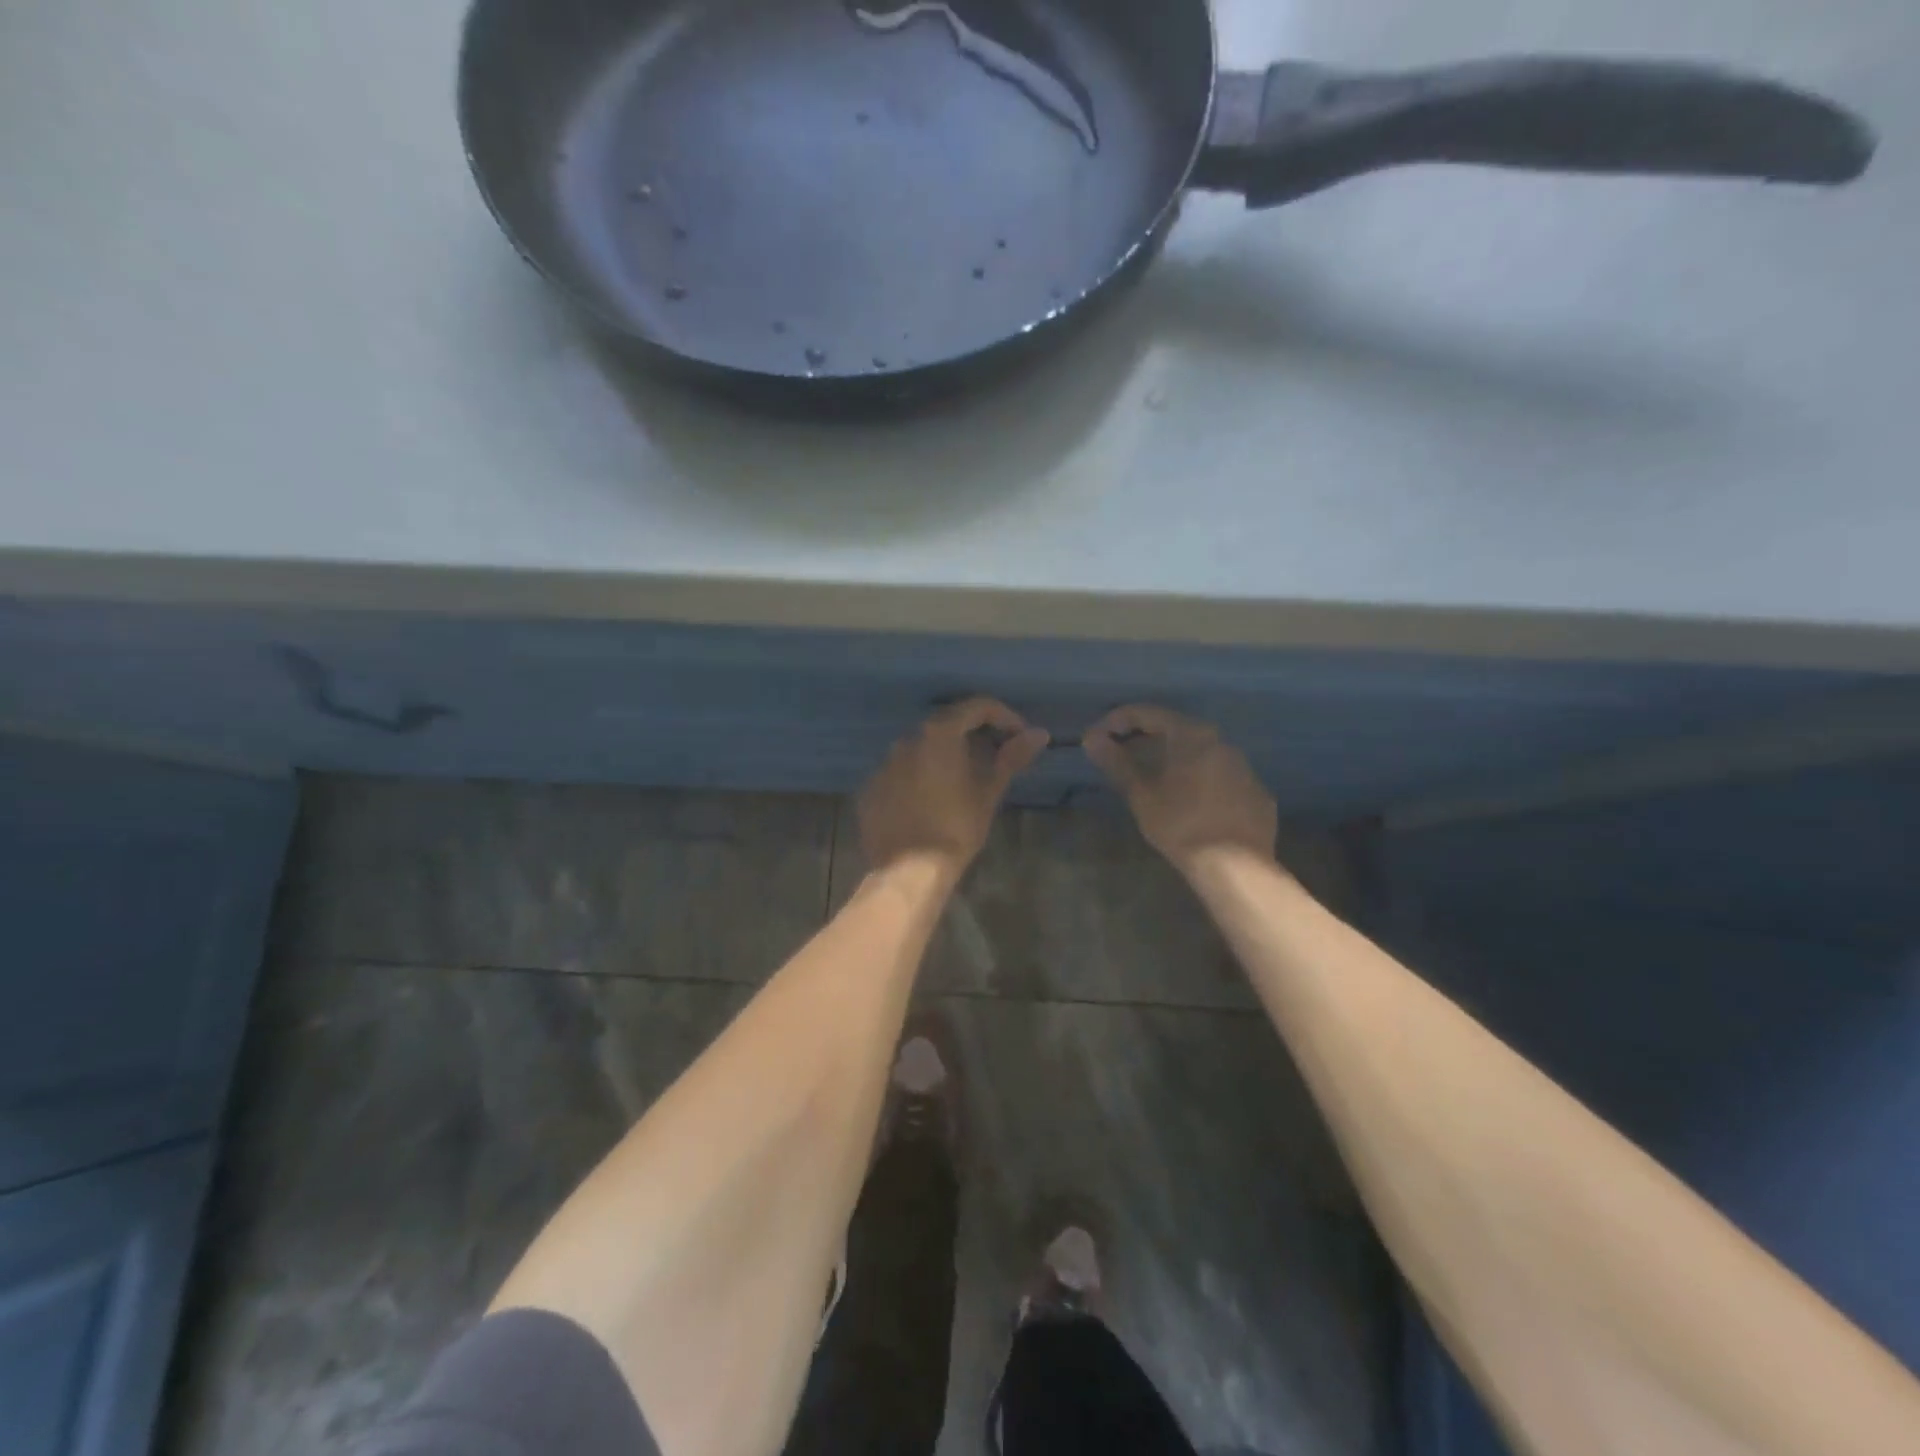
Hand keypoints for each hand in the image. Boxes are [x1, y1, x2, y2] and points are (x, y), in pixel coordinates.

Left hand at [858, 698, 1048, 880]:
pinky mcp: (871, 789)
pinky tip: (930, 803)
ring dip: (943, 757)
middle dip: (973, 735)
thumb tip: (1039, 734)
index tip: (1020, 737)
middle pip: (946, 724)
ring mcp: (883, 764)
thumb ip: (1012, 757)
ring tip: (962, 782)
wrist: (909, 871)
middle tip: (995, 757)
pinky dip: (918, 779)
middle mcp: (906, 739)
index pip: (977, 707)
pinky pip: (900, 773)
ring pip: (920, 749)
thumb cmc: (956, 827)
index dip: (1004, 717)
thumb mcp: (988, 792)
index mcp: (938, 734)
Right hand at [1085, 705, 1276, 875]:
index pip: (1146, 714)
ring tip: (1152, 782)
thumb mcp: (1142, 795)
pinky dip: (1199, 782)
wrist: (1236, 867)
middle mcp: (1222, 742)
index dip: (1115, 722)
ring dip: (1174, 761)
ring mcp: (1245, 769)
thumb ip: (1117, 762)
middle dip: (1144, 740)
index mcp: (1192, 735)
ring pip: (1201, 755)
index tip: (1095, 740)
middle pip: (1176, 730)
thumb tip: (1092, 739)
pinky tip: (1189, 805)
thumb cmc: (1181, 824)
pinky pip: (1221, 779)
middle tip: (1120, 757)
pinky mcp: (1258, 795)